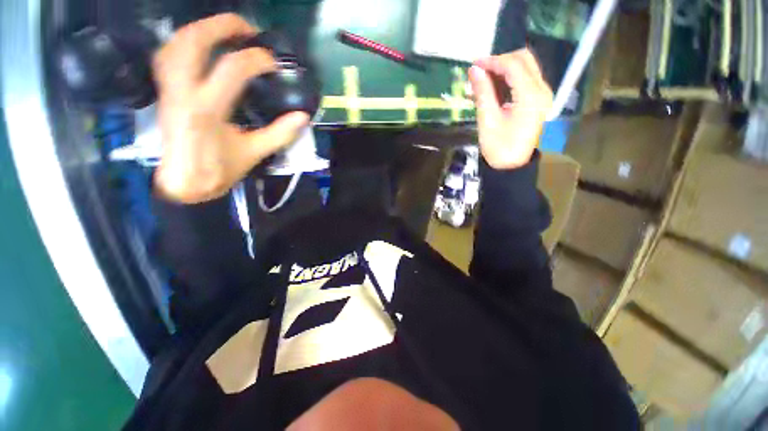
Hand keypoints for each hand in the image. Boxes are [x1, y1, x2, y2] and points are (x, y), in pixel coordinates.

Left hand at [153, 13, 309, 202]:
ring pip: (176, 42)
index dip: (257, 59)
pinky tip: (200, 46)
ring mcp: (169, 89)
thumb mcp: (254, 153)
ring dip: (201, 29)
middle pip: (194, 40)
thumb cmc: (219, 170)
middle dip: (222, 26)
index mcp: (208, 109)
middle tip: (247, 28)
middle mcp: (183, 91)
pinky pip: (167, 55)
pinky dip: (185, 43)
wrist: (184, 182)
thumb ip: (280, 133)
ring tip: (223, 32)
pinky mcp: (164, 91)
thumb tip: (302, 117)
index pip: (233, 68)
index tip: (273, 64)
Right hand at [469, 49, 552, 169]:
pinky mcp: (538, 100)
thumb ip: (483, 93)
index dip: (492, 61)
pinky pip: (525, 79)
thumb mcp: (488, 121)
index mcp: (530, 97)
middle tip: (479, 72)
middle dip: (500, 61)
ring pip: (525, 67)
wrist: (512, 167)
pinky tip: (493, 87)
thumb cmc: (499, 147)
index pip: (513, 65)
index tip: (474, 66)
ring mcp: (542, 94)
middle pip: (524, 60)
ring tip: (483, 80)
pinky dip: (509, 78)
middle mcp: (542, 90)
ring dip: (503, 69)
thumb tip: (474, 70)